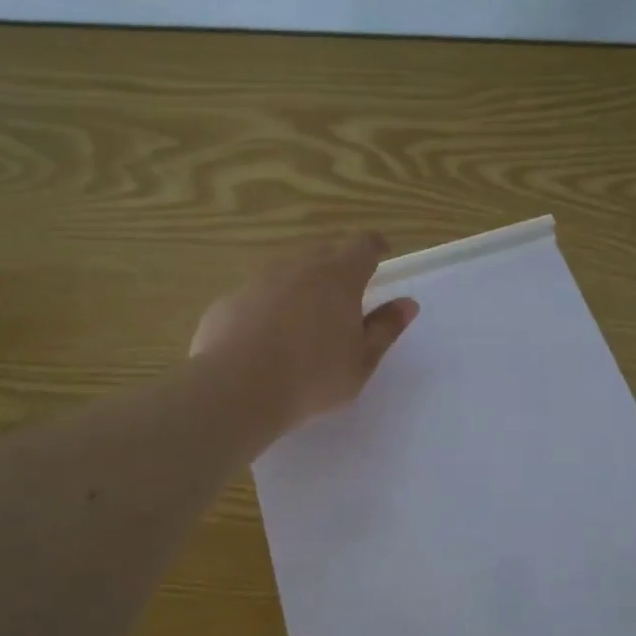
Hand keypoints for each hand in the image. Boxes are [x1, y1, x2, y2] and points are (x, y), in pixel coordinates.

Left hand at [191, 232, 418, 432]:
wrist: (237, 389)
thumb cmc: (313, 377)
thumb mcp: (361, 361)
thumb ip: (385, 328)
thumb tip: (407, 304)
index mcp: (338, 277)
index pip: (363, 246)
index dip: (375, 247)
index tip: (380, 255)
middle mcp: (298, 267)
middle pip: (323, 253)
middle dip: (337, 266)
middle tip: (344, 296)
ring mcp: (258, 281)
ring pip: (286, 272)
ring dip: (300, 286)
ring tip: (303, 320)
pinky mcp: (228, 301)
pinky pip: (256, 296)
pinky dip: (266, 308)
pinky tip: (265, 339)